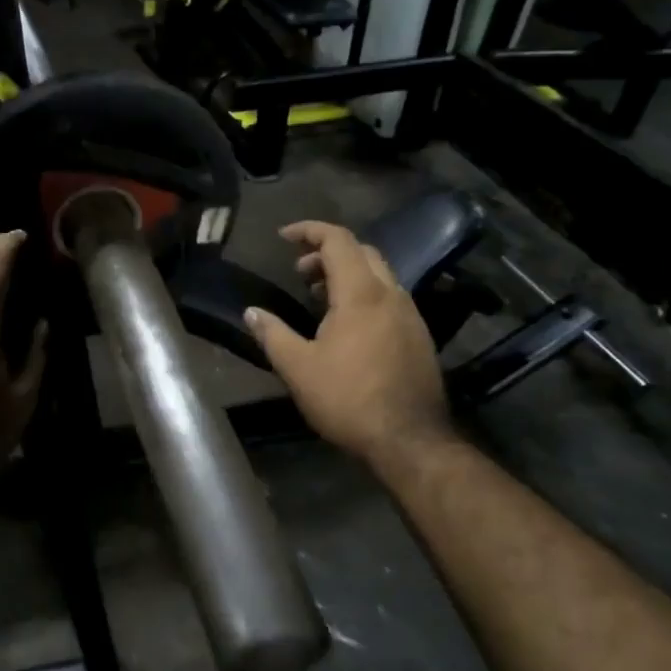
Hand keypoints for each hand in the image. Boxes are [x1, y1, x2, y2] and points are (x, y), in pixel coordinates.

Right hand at [244, 220, 452, 468]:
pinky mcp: (419, 335)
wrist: (409, 440)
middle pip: (362, 251)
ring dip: (348, 273)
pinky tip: (348, 325)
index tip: (283, 237)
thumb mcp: (298, 368)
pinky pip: (389, 297)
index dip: (309, 230)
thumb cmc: (348, 399)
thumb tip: (251, 312)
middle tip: (300, 273)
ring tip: (320, 297)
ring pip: (379, 274)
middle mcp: (391, 294)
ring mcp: (410, 314)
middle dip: (327, 252)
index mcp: (361, 294)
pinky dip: (365, 293)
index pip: (338, 240)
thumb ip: (273, 334)